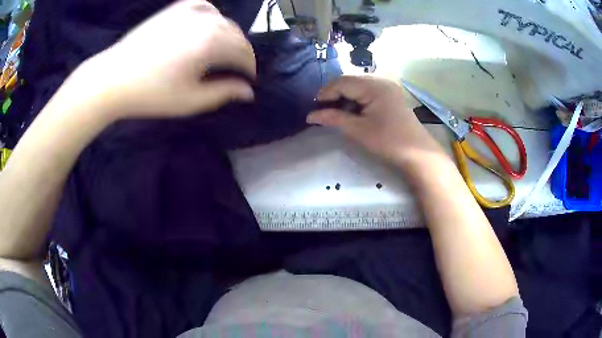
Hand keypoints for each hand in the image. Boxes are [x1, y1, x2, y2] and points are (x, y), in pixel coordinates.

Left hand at [69, 0, 255, 119]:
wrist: (113, 78)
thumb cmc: (150, 94)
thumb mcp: (190, 101)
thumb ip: (223, 93)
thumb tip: (248, 92)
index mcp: (210, 43)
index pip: (243, 52)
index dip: (249, 67)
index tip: (248, 80)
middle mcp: (205, 21)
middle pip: (236, 34)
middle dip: (241, 52)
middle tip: (236, 68)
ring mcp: (188, 12)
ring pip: (222, 20)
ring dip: (229, 35)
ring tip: (223, 50)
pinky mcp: (174, 9)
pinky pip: (204, 6)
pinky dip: (212, 15)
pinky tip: (209, 24)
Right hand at [307, 76, 444, 165]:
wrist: (418, 153)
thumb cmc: (388, 141)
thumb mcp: (358, 130)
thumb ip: (334, 118)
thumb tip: (310, 116)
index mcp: (374, 86)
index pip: (342, 82)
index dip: (326, 93)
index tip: (314, 107)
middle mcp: (381, 80)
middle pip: (350, 81)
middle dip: (335, 94)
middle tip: (323, 110)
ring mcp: (388, 87)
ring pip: (358, 85)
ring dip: (345, 96)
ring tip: (336, 112)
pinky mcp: (391, 94)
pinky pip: (368, 90)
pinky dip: (357, 99)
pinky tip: (353, 111)